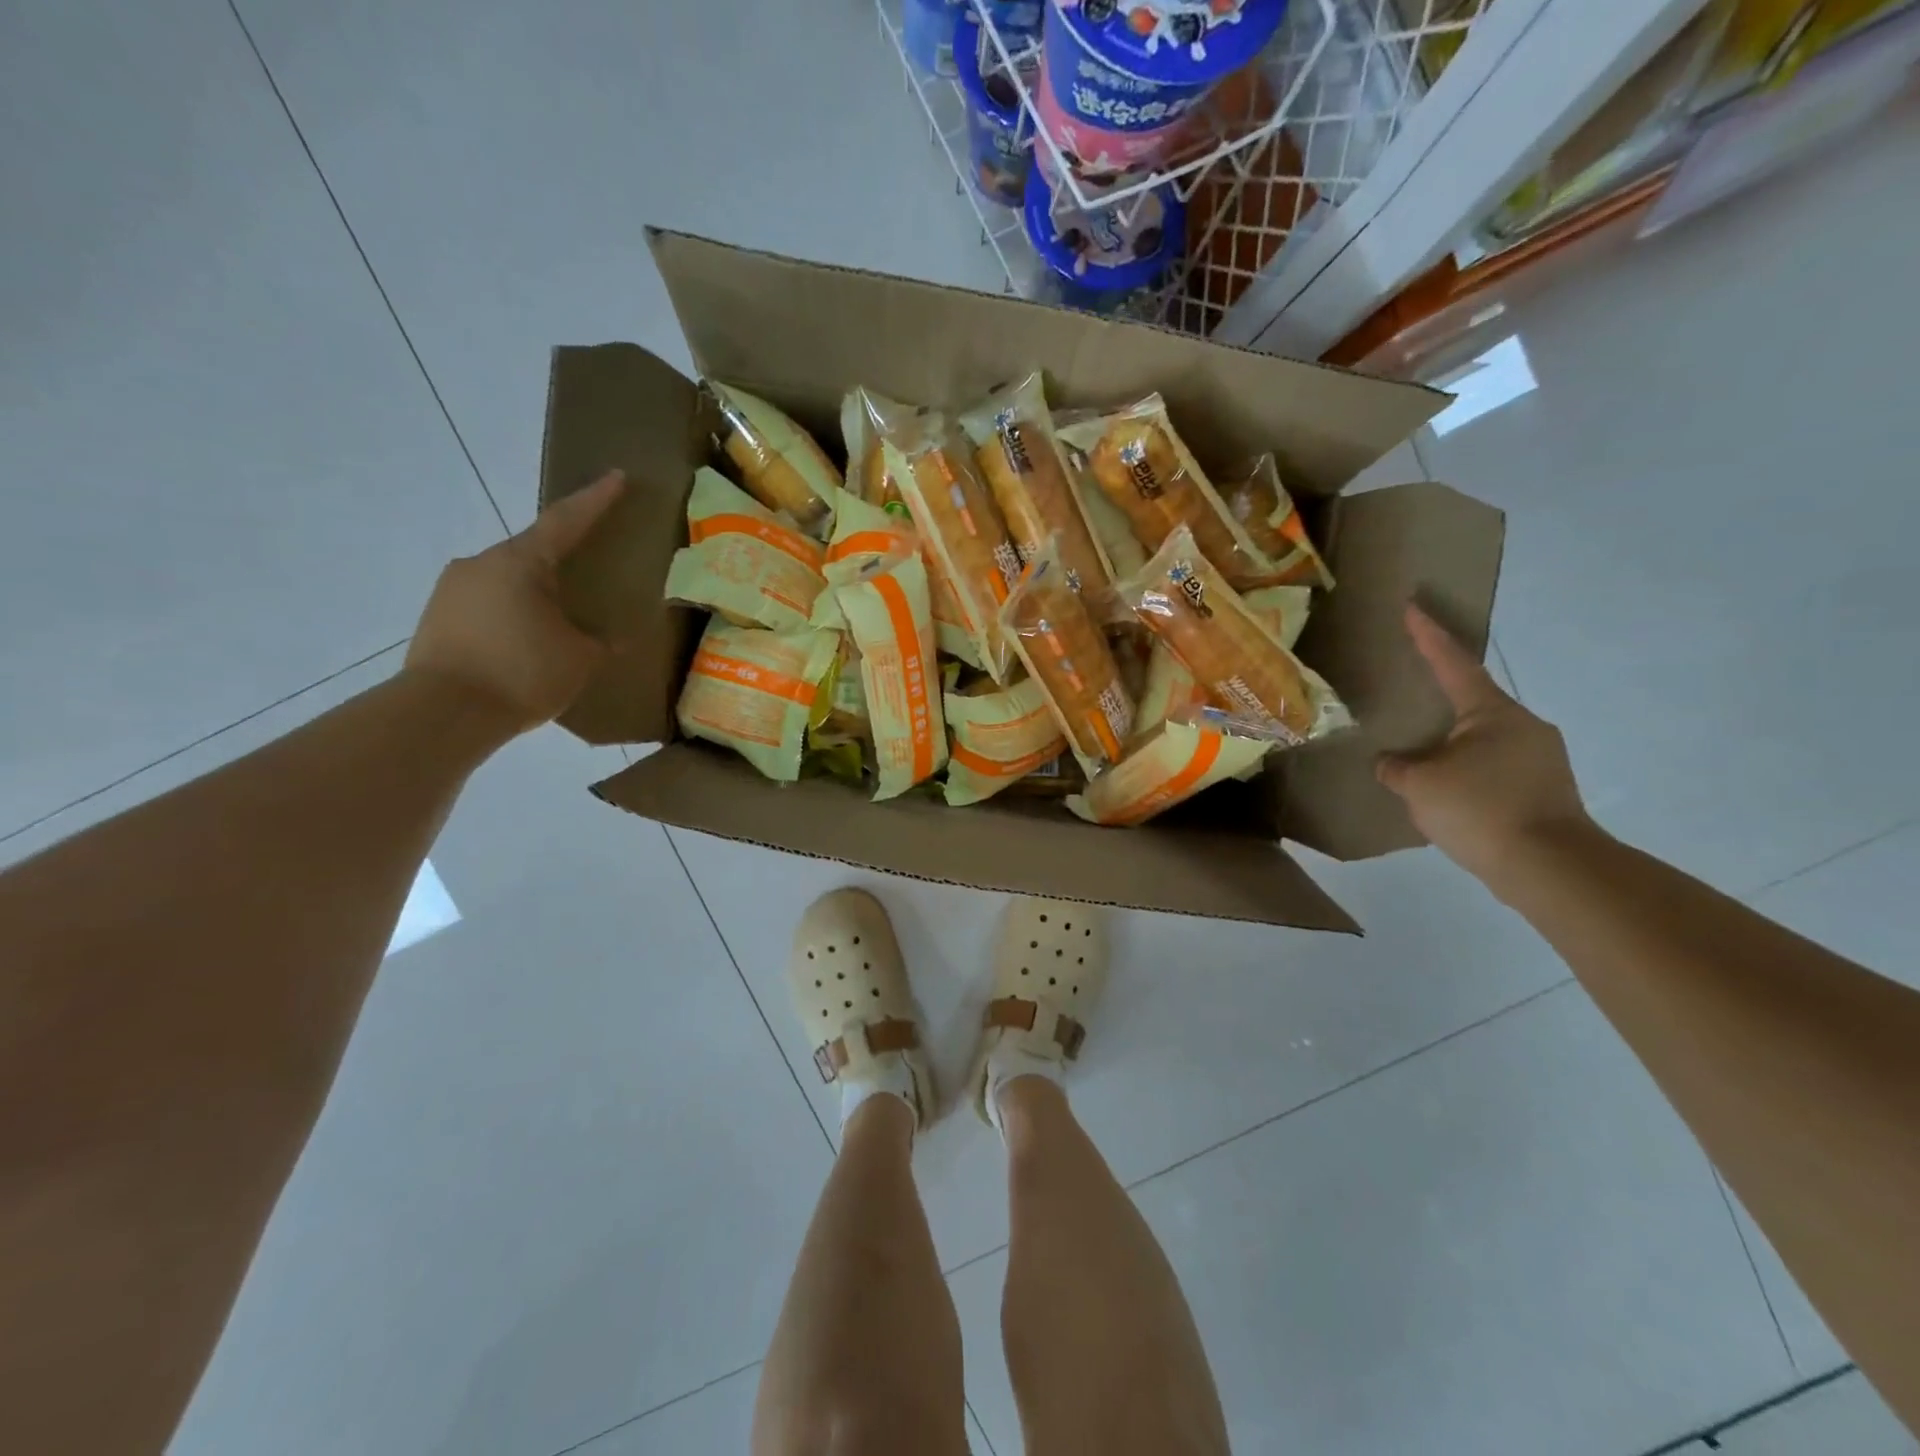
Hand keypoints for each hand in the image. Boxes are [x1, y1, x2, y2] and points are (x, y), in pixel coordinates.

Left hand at [404, 471, 625, 733]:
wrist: (443, 714)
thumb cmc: (523, 673)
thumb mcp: (581, 659)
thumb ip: (601, 641)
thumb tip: (612, 638)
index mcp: (521, 562)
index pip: (565, 521)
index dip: (595, 499)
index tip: (616, 476)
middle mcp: (480, 563)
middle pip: (532, 551)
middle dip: (562, 560)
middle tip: (588, 573)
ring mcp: (452, 589)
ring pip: (507, 580)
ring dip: (534, 594)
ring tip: (557, 622)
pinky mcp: (436, 617)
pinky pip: (487, 605)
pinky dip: (511, 615)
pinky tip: (526, 643)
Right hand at [1376, 604, 1593, 885]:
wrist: (1549, 866)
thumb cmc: (1480, 809)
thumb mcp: (1419, 786)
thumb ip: (1396, 768)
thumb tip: (1391, 762)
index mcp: (1492, 712)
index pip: (1453, 664)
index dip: (1429, 636)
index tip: (1413, 607)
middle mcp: (1524, 725)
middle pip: (1473, 704)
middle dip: (1442, 706)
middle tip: (1411, 709)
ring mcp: (1542, 758)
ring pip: (1485, 740)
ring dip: (1454, 747)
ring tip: (1423, 764)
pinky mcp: (1547, 789)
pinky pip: (1496, 768)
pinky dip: (1470, 774)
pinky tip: (1449, 795)